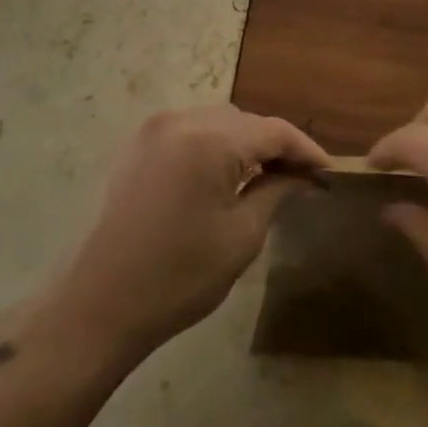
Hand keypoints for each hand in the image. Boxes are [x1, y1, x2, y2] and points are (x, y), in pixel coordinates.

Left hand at [47, 105, 328, 365]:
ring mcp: (152, 131)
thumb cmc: (180, 276)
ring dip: (245, 144)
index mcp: (210, 140)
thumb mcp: (242, 235)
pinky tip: (225, 175)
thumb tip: (304, 176)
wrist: (99, 305)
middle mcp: (180, 121)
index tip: (328, 173)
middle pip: (245, 121)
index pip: (274, 131)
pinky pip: (189, 133)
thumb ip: (277, 192)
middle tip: (300, 179)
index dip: (306, 150)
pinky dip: (215, 146)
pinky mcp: (136, 148)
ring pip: (217, 123)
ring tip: (267, 177)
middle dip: (275, 145)